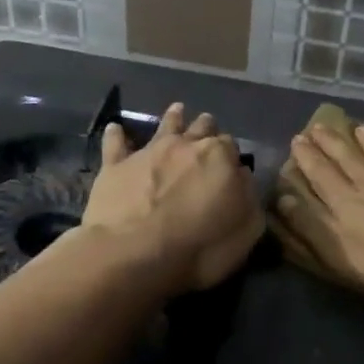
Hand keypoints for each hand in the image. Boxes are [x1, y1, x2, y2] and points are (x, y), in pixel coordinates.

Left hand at [81, 102, 263, 294]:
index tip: (231, 166)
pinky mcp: (116, 166)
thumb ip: (248, 198)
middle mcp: (185, 145)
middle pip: (201, 128)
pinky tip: (115, 128)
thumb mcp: (246, 230)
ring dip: (173, 118)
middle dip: (207, 129)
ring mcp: (148, 152)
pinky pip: (115, 143)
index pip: (231, 146)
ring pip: (165, 125)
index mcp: (220, 157)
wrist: (133, 253)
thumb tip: (242, 177)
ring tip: (177, 110)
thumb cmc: (199, 248)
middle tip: (208, 132)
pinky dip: (117, 135)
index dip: (231, 155)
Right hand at [274, 122, 363, 296]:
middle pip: (350, 162)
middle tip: (319, 126)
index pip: (322, 176)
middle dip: (332, 144)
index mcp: (347, 203)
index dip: (308, 159)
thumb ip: (310, 224)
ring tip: (362, 128)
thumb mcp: (335, 250)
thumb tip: (283, 198)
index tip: (297, 139)